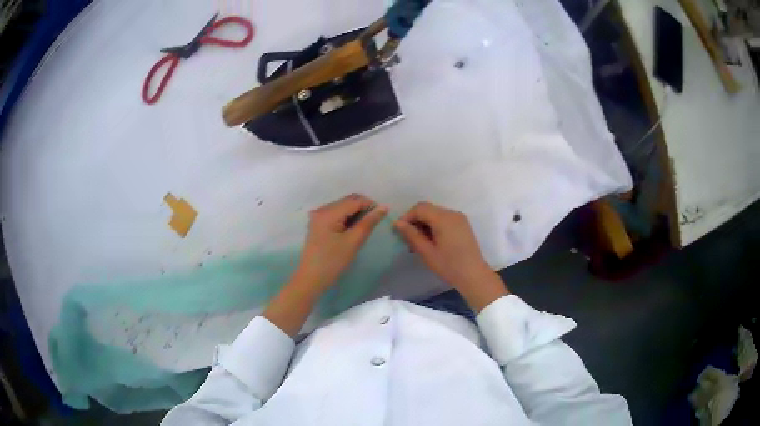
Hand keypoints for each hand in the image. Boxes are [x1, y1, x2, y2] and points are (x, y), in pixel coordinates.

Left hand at [292, 194, 388, 291]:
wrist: (311, 279)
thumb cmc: (333, 262)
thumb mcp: (353, 242)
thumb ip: (368, 223)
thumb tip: (383, 207)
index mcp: (328, 212)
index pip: (355, 200)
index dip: (370, 205)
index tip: (382, 216)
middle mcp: (321, 210)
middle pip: (348, 201)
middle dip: (363, 209)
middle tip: (375, 223)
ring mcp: (318, 217)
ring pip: (343, 207)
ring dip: (356, 214)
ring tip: (364, 228)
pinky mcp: (318, 224)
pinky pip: (336, 215)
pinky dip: (347, 219)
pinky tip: (352, 230)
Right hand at [394, 202, 507, 311]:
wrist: (474, 275)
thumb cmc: (449, 266)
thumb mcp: (427, 252)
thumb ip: (412, 235)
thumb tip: (397, 223)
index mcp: (443, 218)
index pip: (420, 208)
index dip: (407, 217)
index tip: (399, 231)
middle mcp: (452, 213)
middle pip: (428, 209)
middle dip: (415, 221)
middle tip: (407, 239)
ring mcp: (459, 218)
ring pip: (435, 214)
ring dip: (424, 224)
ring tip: (418, 243)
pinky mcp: (462, 225)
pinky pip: (444, 219)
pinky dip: (434, 226)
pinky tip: (431, 241)